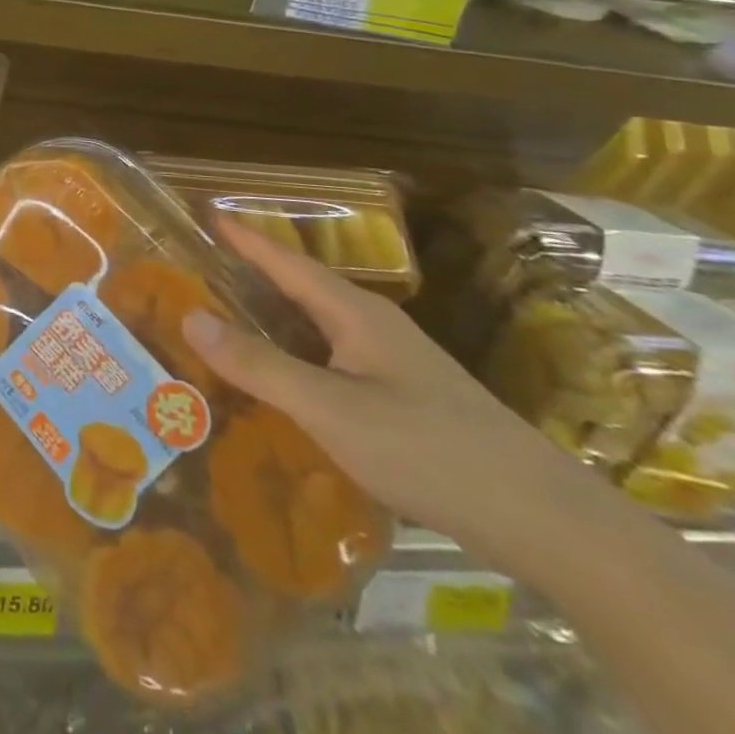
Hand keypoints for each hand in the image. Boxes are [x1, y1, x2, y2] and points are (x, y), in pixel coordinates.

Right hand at [183, 214, 594, 567]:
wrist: (545, 521)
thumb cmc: (428, 450)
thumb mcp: (330, 409)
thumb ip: (259, 365)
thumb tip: (189, 315)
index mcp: (355, 313)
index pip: (286, 261)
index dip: (243, 237)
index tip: (205, 212)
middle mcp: (373, 327)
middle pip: (300, 288)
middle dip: (250, 273)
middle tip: (199, 268)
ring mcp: (393, 363)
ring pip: (317, 327)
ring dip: (272, 317)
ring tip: (225, 318)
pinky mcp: (405, 398)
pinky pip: (332, 360)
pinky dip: (295, 356)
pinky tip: (281, 382)